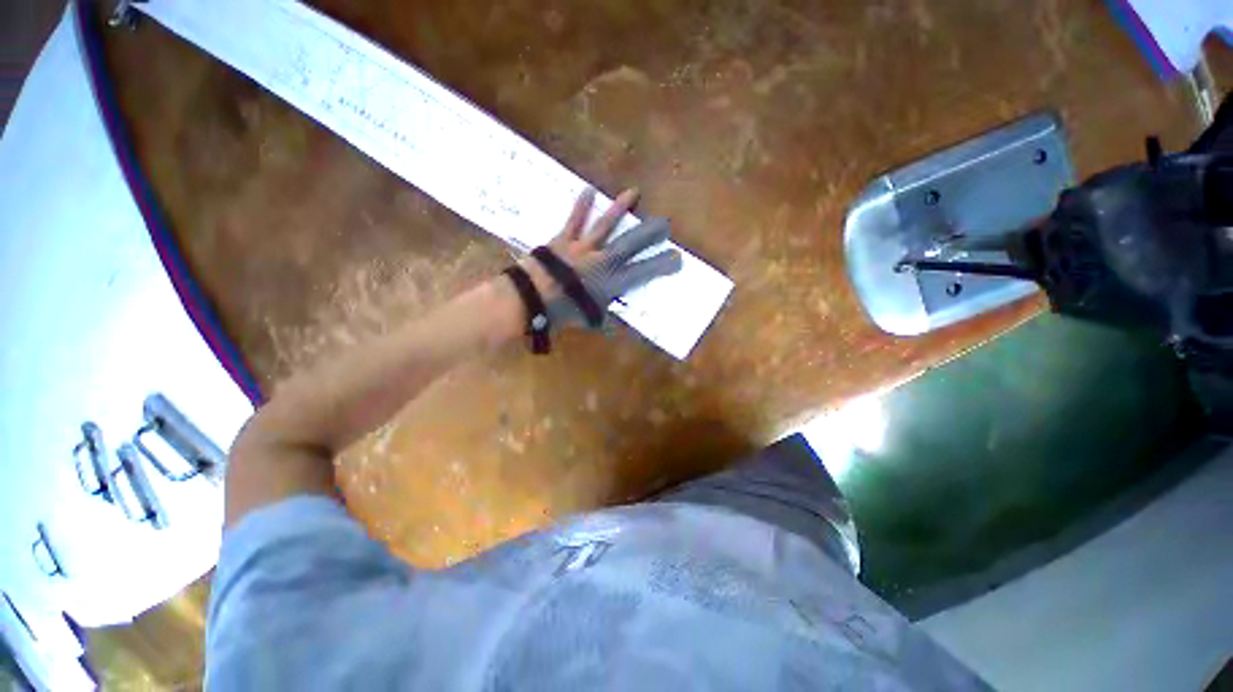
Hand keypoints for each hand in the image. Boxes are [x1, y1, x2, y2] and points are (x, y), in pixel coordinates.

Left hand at [520, 187, 682, 329]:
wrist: (532, 299)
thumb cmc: (562, 313)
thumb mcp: (588, 320)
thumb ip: (604, 320)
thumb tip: (616, 329)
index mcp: (610, 283)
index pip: (643, 272)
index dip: (661, 265)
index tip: (677, 258)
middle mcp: (602, 261)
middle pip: (630, 244)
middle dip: (649, 233)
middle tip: (665, 223)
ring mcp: (583, 247)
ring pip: (605, 226)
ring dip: (620, 209)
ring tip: (634, 192)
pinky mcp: (564, 239)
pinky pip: (574, 221)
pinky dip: (581, 206)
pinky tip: (588, 190)